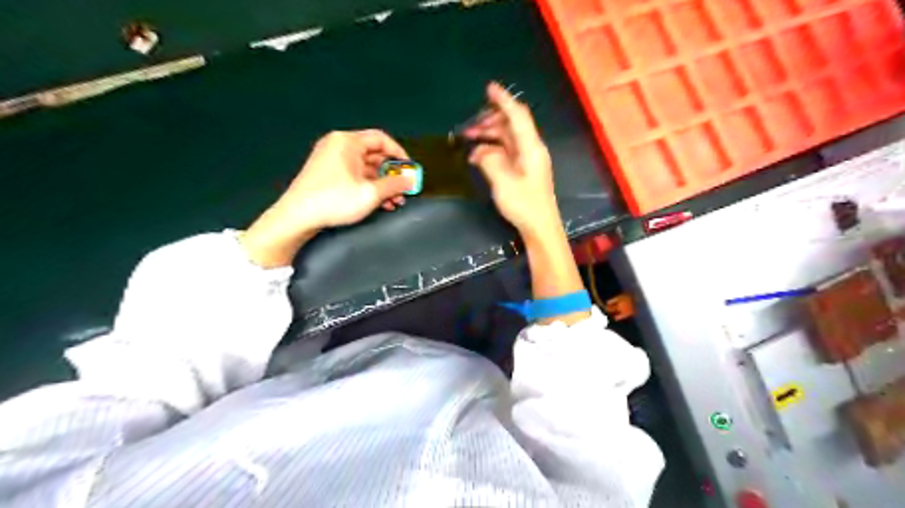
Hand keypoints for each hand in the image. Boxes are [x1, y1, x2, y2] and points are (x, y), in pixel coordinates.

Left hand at [281, 129, 413, 227]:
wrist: (297, 217)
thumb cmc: (335, 200)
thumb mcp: (371, 194)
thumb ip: (395, 185)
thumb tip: (411, 180)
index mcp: (348, 142)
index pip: (381, 139)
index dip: (399, 154)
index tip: (409, 170)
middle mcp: (338, 145)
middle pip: (374, 155)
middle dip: (391, 174)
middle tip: (403, 190)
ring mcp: (331, 159)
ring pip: (365, 168)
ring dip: (382, 184)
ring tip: (393, 202)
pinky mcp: (327, 174)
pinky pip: (354, 175)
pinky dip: (368, 186)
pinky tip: (378, 203)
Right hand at [466, 81, 559, 236]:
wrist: (540, 226)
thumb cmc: (524, 205)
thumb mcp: (503, 182)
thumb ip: (489, 160)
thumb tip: (480, 150)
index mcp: (531, 147)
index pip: (517, 116)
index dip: (504, 100)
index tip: (489, 88)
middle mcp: (531, 148)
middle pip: (511, 125)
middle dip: (489, 122)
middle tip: (468, 128)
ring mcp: (528, 159)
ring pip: (507, 138)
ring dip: (489, 136)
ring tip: (469, 141)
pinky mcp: (524, 169)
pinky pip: (507, 152)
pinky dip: (492, 151)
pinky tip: (478, 157)